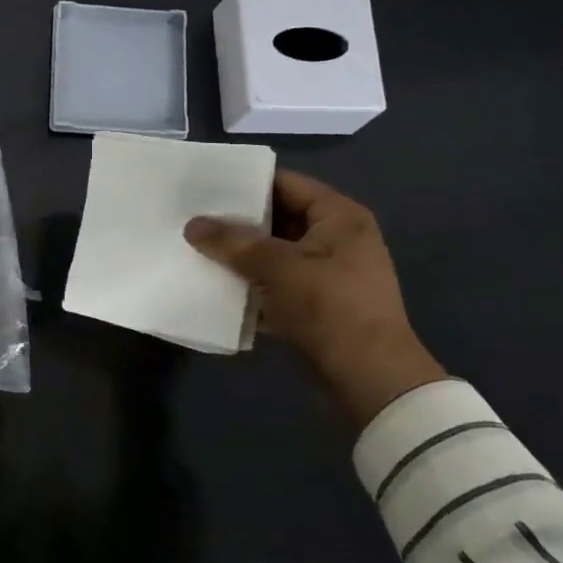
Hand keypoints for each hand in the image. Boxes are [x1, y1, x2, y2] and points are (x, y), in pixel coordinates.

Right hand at [184, 171, 446, 425]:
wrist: (370, 380)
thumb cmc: (330, 308)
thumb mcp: (277, 267)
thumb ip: (233, 242)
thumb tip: (192, 225)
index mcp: (338, 216)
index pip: (285, 183)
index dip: (246, 182)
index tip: (205, 185)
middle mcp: (337, 238)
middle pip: (278, 217)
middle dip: (237, 221)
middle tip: (193, 217)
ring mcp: (328, 273)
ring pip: (275, 253)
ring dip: (241, 254)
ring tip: (197, 248)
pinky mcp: (317, 304)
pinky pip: (277, 282)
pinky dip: (251, 283)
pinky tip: (216, 284)